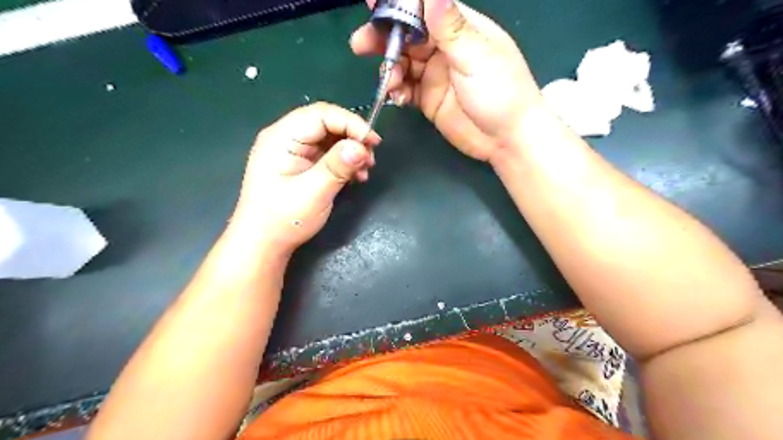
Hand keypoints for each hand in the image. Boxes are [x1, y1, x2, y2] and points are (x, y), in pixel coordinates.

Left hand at [231, 101, 380, 254]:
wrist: (263, 244)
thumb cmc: (283, 220)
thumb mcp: (314, 193)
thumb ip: (337, 167)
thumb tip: (361, 147)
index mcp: (281, 138)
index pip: (321, 114)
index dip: (350, 123)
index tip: (373, 142)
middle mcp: (285, 138)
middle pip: (326, 123)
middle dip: (352, 137)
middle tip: (371, 157)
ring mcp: (293, 152)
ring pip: (329, 138)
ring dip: (350, 150)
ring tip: (365, 170)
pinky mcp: (301, 164)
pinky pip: (327, 153)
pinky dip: (344, 161)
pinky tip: (356, 176)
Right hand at [352, 0, 542, 160]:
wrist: (506, 139)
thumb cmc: (500, 92)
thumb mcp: (476, 57)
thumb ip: (450, 27)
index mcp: (459, 28)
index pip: (424, 8)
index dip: (399, 4)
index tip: (373, 4)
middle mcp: (444, 48)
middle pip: (406, 35)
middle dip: (383, 38)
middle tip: (361, 45)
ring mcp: (434, 74)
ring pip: (402, 63)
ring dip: (389, 69)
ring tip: (389, 81)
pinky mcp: (428, 98)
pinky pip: (405, 89)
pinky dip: (397, 90)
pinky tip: (398, 97)